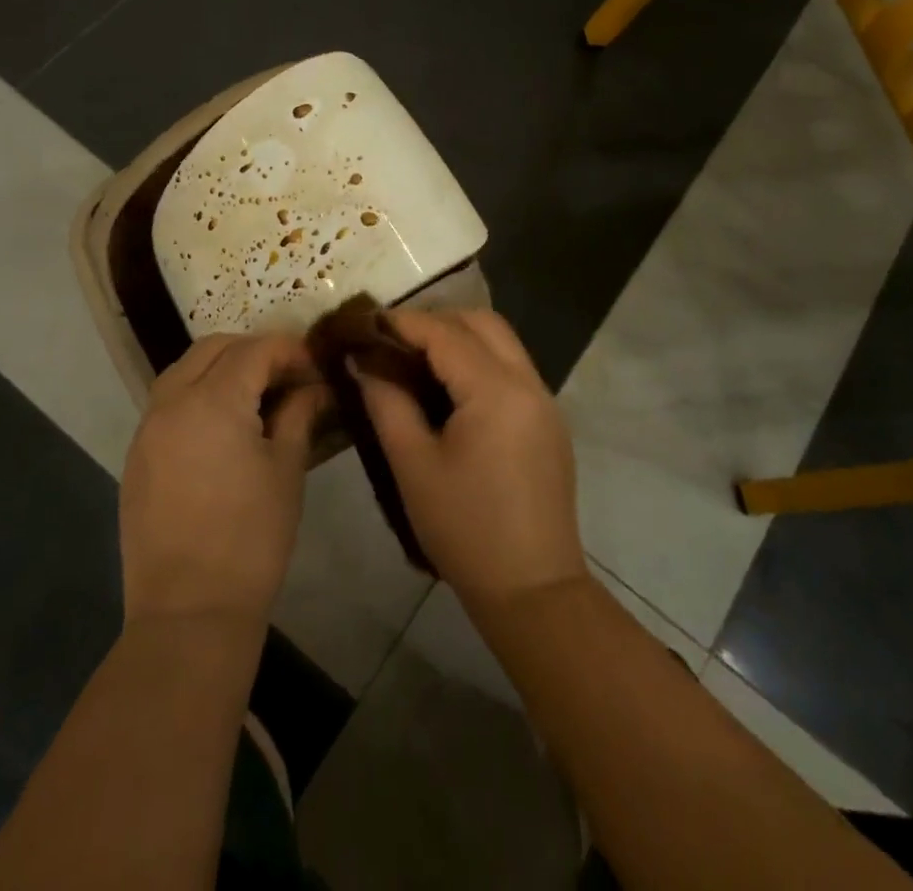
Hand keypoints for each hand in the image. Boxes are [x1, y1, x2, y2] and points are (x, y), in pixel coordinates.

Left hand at [120, 333, 323, 627]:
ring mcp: (147, 428)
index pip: (255, 349)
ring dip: (221, 367)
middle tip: (288, 375)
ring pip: (184, 370)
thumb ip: (298, 415)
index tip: (316, 365)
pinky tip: (223, 424)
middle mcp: (171, 402)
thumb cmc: (251, 539)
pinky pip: (168, 401)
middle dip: (254, 350)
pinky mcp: (136, 454)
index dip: (290, 349)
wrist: (188, 612)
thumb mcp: (286, 470)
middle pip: (213, 348)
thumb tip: (314, 387)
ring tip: (256, 394)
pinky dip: (197, 394)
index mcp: (212, 401)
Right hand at [357, 310, 586, 608]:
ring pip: (501, 343)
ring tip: (414, 361)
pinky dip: (479, 362)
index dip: (403, 323)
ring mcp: (545, 402)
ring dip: (460, 339)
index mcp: (497, 391)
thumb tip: (364, 361)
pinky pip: (512, 370)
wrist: (534, 592)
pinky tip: (448, 390)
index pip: (445, 333)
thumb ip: (386, 402)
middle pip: (483, 323)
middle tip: (393, 340)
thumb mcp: (413, 465)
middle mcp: (529, 384)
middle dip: (436, 320)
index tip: (365, 322)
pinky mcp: (549, 423)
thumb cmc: (465, 529)